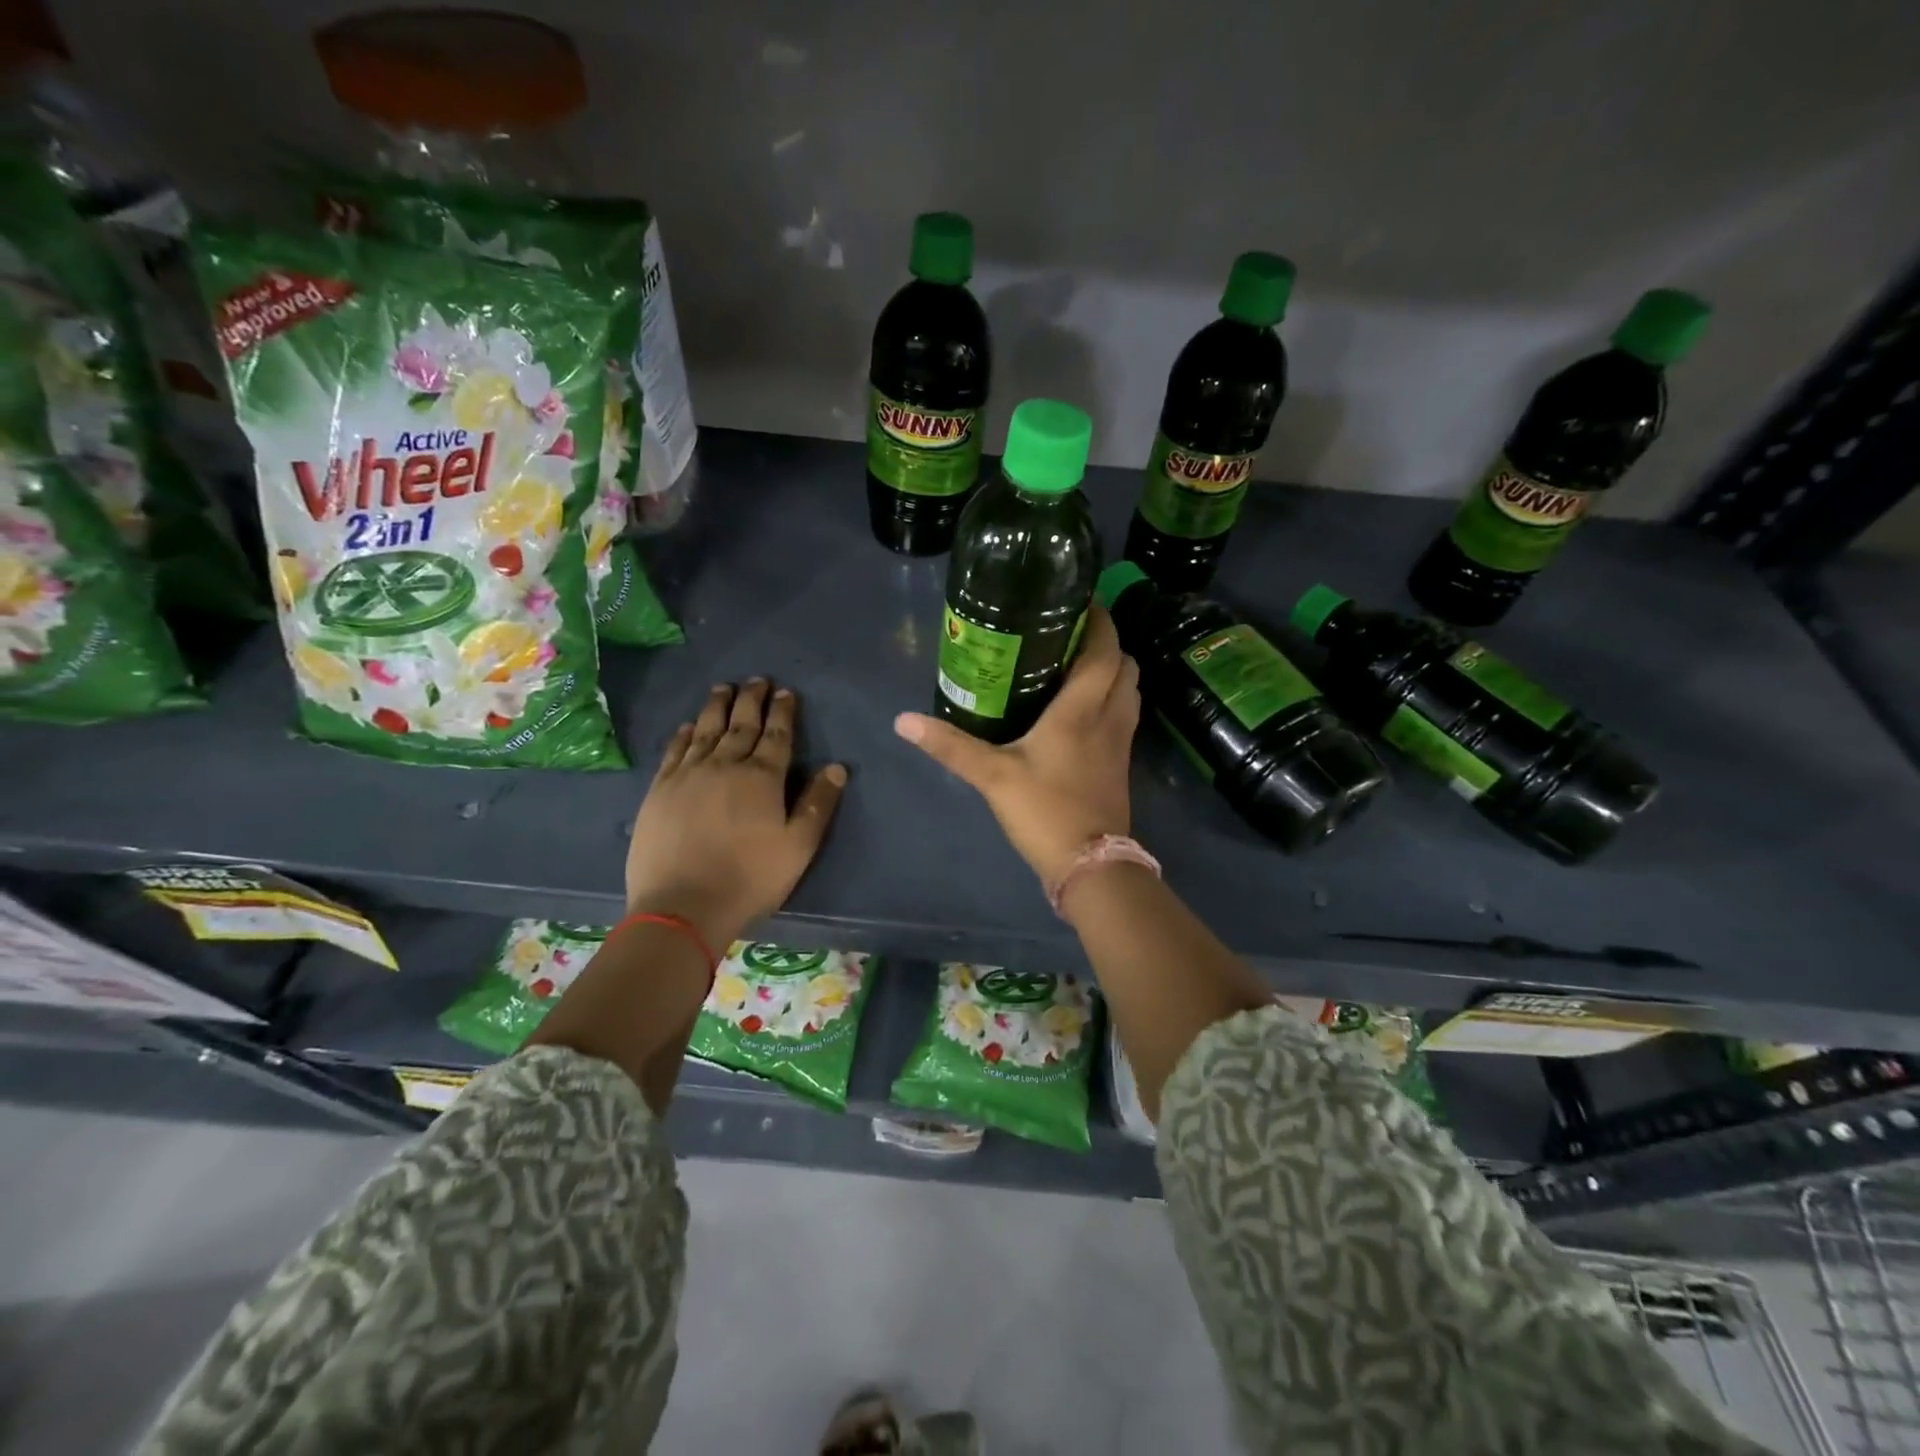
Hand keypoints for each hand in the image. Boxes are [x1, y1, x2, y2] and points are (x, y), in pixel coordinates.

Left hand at [626, 680, 847, 945]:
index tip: (786, 692)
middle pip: (741, 724)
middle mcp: (724, 765)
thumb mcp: (798, 847)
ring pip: (705, 730)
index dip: (783, 712)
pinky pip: (675, 751)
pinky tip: (688, 725)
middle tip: (757, 680)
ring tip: (723, 688)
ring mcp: (688, 775)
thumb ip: (817, 804)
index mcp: (762, 778)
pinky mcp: (660, 790)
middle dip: (751, 700)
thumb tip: (836, 767)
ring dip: (716, 707)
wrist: (682, 905)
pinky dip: (684, 734)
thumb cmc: (750, 878)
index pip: (777, 735)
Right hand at [895, 605, 1138, 887]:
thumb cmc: (1045, 811)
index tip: (1082, 601)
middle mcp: (1110, 718)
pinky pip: (1125, 716)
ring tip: (1076, 666)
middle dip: (1106, 644)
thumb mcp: (992, 776)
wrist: (1091, 864)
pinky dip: (1112, 700)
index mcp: (1082, 709)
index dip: (1100, 621)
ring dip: (1113, 672)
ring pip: (1130, 691)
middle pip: (1125, 665)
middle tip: (1071, 636)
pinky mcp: (1122, 764)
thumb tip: (903, 720)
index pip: (1104, 650)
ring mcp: (1121, 742)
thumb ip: (950, 746)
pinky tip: (1083, 710)